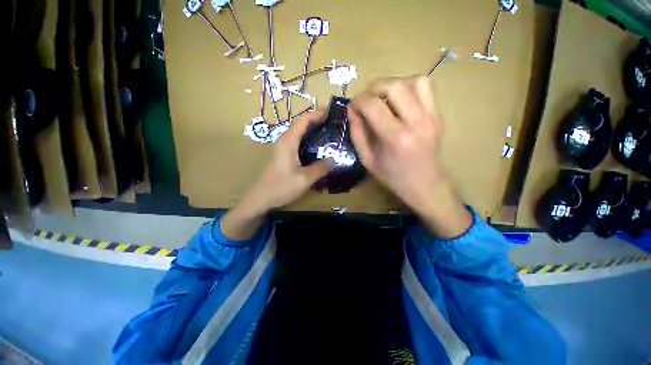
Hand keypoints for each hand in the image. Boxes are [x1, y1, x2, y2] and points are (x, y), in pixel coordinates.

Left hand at [221, 110, 332, 239]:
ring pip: (300, 132)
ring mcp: (283, 147)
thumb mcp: (304, 179)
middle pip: (302, 123)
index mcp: (289, 141)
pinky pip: (298, 141)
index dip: (318, 113)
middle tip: (334, 122)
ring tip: (329, 132)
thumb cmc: (281, 187)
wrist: (260, 198)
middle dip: (318, 120)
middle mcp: (285, 140)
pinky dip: (309, 139)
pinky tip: (318, 146)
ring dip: (313, 129)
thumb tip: (334, 160)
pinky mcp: (283, 154)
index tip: (333, 112)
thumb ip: (320, 168)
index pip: (304, 119)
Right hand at [348, 76, 471, 237]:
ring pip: (413, 80)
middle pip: (394, 86)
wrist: (425, 185)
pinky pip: (426, 87)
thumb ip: (357, 133)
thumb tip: (351, 110)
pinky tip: (400, 100)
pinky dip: (409, 86)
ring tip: (383, 98)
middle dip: (373, 88)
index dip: (358, 101)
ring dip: (393, 85)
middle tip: (366, 100)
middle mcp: (416, 122)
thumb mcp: (367, 160)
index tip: (353, 107)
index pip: (373, 104)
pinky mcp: (438, 115)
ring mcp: (431, 116)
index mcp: (395, 138)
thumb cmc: (392, 176)